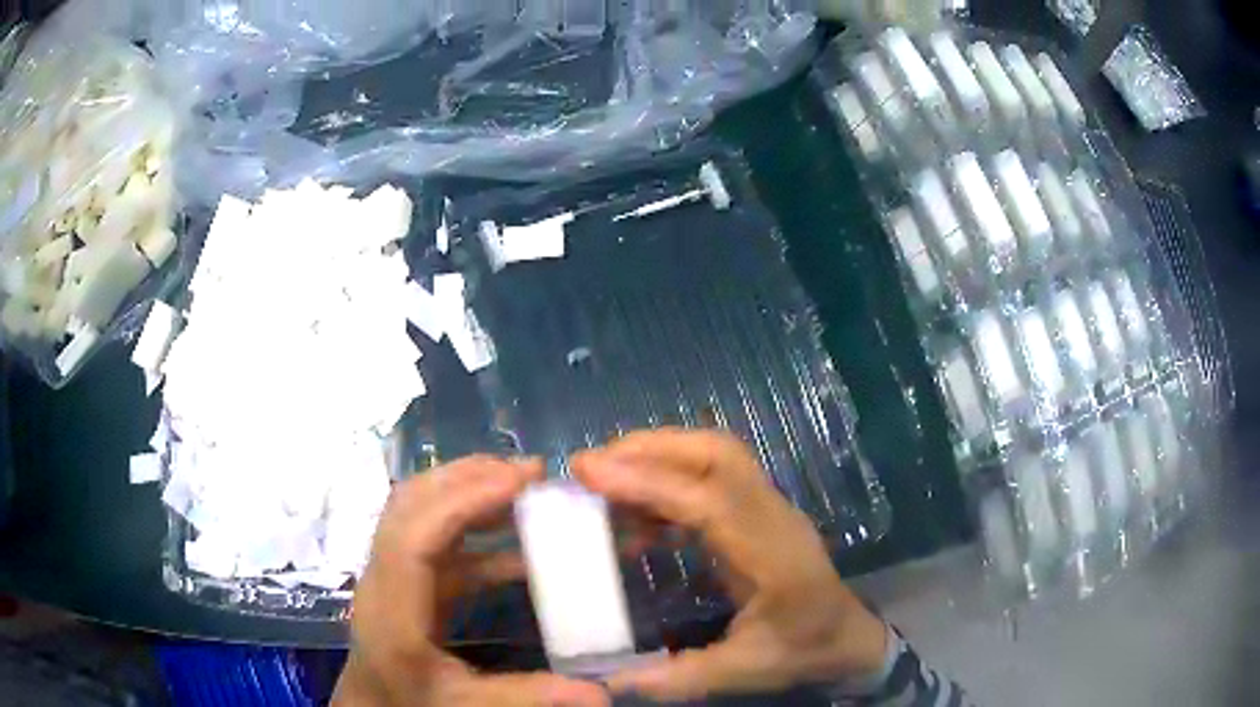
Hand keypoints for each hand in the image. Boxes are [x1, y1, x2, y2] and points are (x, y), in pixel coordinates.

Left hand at [333, 456, 609, 706]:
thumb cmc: (408, 703)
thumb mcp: (464, 706)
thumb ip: (526, 697)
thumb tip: (601, 695)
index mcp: (390, 609)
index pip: (413, 536)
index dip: (461, 502)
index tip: (518, 483)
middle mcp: (383, 577)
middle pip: (410, 505)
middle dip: (467, 479)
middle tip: (529, 472)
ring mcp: (392, 573)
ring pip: (419, 510)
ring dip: (467, 490)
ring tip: (522, 485)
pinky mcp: (407, 578)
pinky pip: (437, 539)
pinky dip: (475, 528)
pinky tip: (518, 542)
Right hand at [572, 430, 888, 702]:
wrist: (850, 639)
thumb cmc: (802, 652)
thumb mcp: (742, 674)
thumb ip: (675, 678)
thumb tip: (606, 681)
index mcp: (773, 557)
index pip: (709, 501)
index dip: (649, 482)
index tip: (590, 472)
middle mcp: (774, 518)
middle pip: (719, 454)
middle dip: (652, 448)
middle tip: (592, 465)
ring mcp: (771, 510)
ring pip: (717, 457)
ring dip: (660, 456)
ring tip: (605, 478)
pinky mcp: (760, 514)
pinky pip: (714, 481)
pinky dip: (670, 484)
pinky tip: (639, 516)